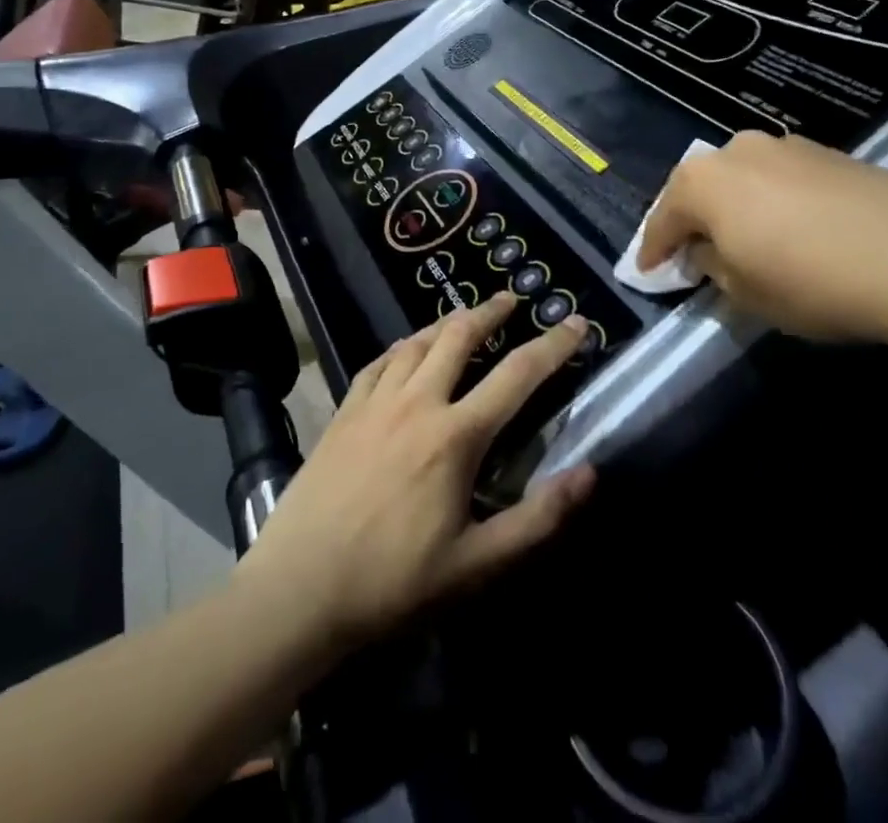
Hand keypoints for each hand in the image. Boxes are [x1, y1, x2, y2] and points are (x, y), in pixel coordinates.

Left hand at [236, 292, 594, 648]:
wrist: (299, 588)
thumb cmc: (394, 582)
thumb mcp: (477, 565)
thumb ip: (538, 520)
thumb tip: (589, 473)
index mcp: (456, 436)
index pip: (518, 374)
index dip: (553, 344)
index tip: (576, 323)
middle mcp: (418, 402)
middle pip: (460, 336)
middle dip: (490, 311)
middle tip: (510, 299)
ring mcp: (375, 402)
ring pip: (417, 342)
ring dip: (446, 323)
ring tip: (464, 317)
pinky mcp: (344, 411)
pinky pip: (378, 362)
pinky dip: (401, 348)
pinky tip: (405, 350)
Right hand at [636, 131, 887, 344]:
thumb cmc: (809, 279)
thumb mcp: (744, 291)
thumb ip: (712, 266)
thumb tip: (706, 251)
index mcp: (703, 180)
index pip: (663, 219)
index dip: (654, 250)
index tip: (649, 272)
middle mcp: (736, 150)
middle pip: (701, 189)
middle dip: (694, 221)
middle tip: (695, 254)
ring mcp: (786, 145)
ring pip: (743, 180)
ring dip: (736, 208)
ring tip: (747, 240)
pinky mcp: (829, 153)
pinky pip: (781, 179)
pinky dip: (773, 202)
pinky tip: (792, 229)